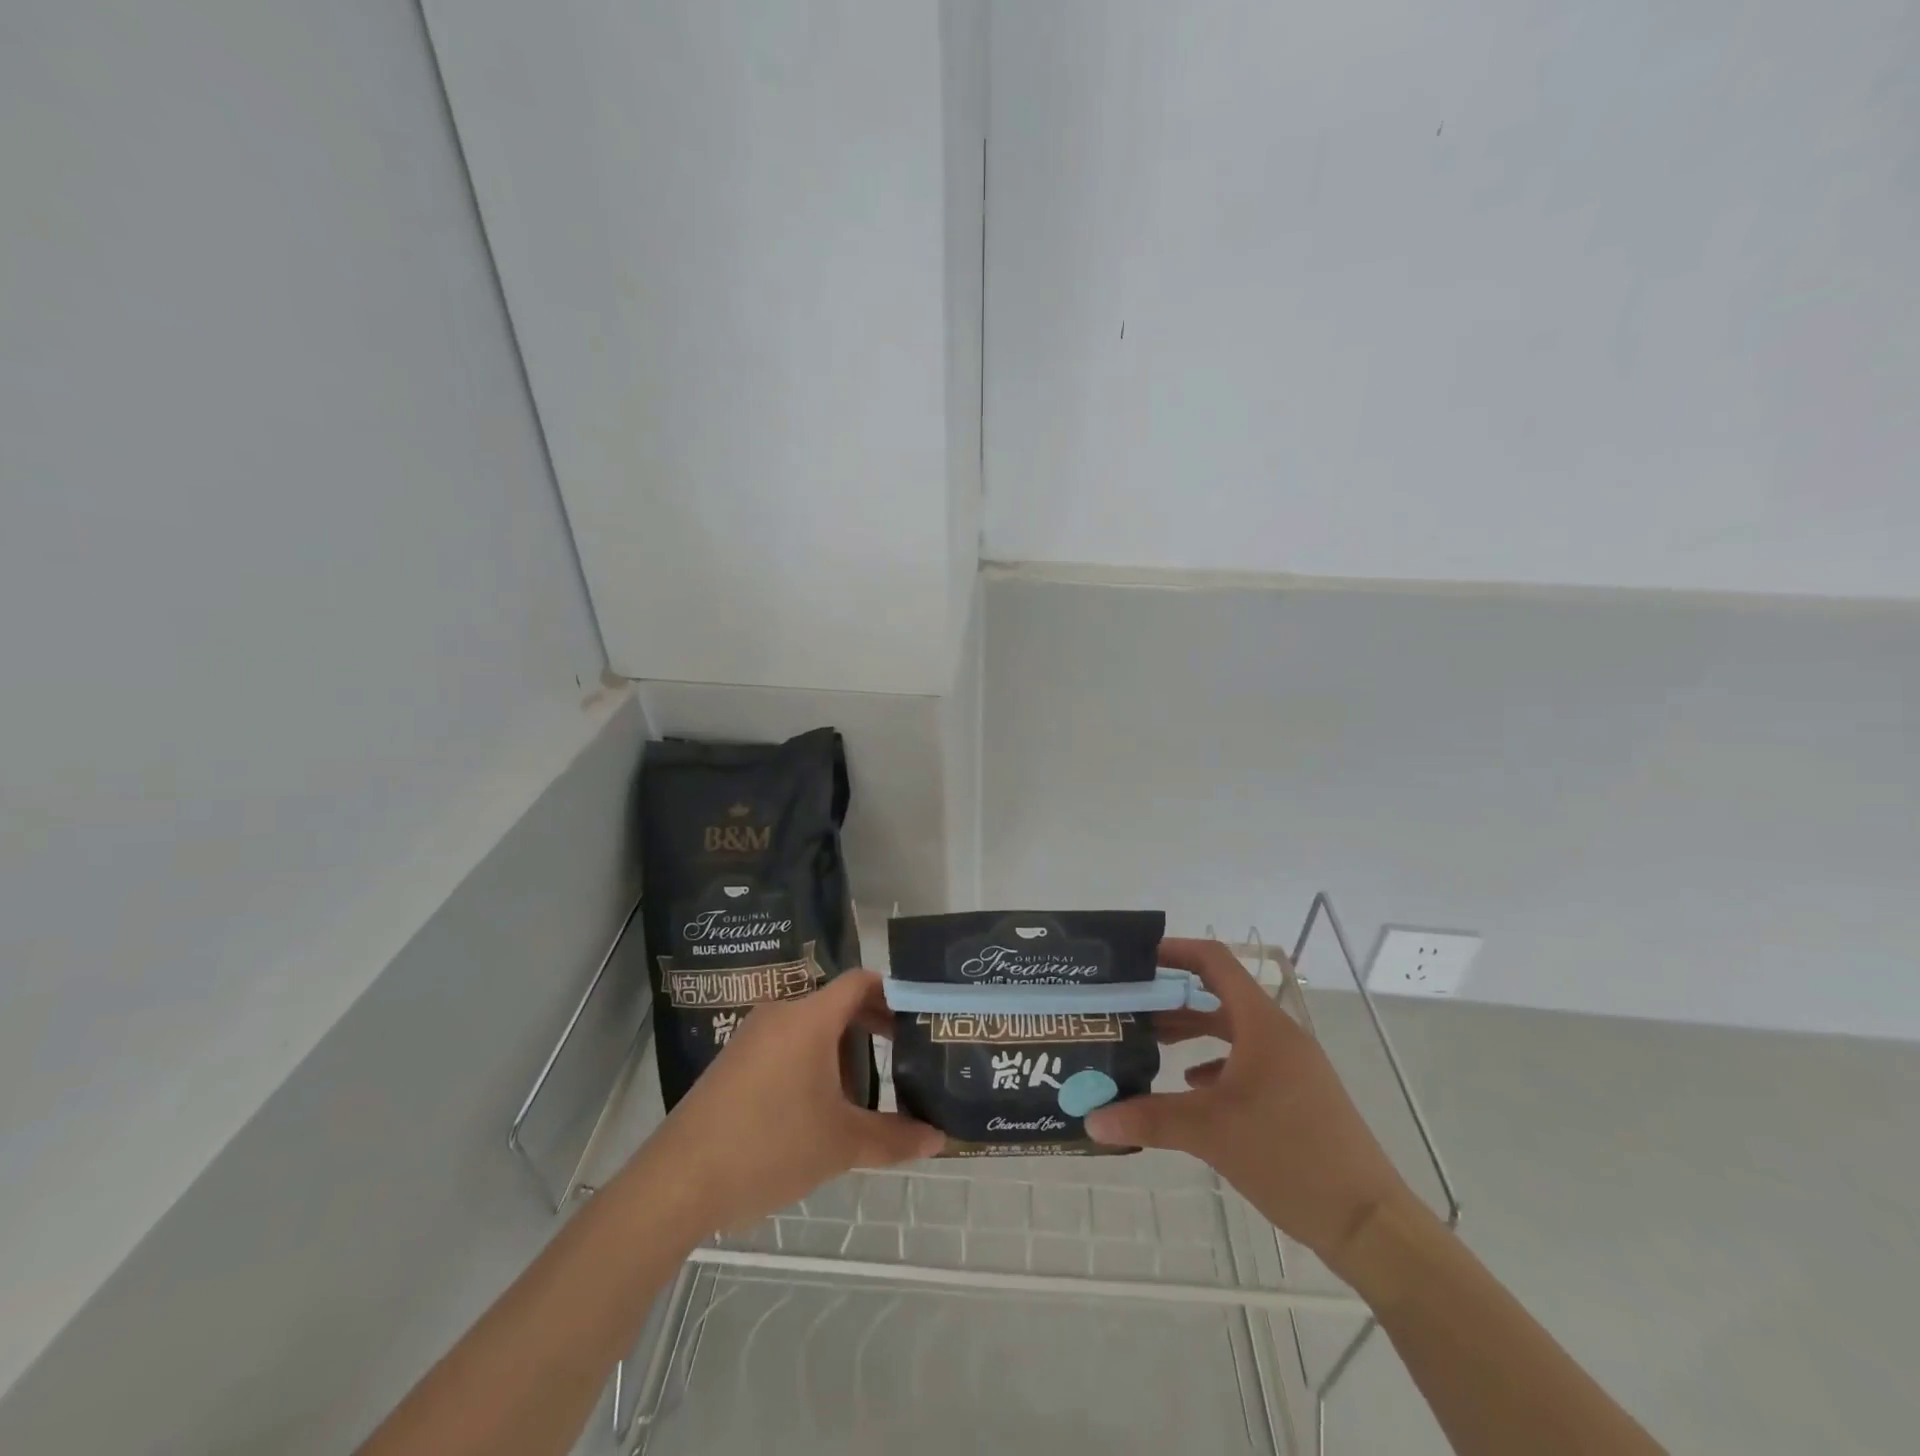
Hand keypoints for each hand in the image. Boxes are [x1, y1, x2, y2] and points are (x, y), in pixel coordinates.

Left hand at [643, 970, 943, 1231]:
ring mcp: (752, 1036)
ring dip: (842, 1051)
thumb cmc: (769, 1147)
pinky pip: (785, 1045)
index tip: (919, 1017)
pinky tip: (818, 1108)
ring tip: (863, 1094)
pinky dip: (812, 1062)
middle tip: (903, 1055)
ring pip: (811, 1028)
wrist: (678, 1182)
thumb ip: (894, 1137)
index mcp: (810, 1018)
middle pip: (837, 1004)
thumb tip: (939, 1138)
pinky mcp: (734, 1061)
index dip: (894, 992)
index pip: (860, 981)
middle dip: (872, 1026)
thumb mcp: (841, 1145)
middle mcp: (781, 1014)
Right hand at [1088, 938, 1412, 1272]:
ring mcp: (1292, 1066)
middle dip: (1173, 998)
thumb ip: (1148, 1118)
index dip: (1176, 951)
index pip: (1214, 962)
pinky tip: (1192, 1087)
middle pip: (1218, 996)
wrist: (1368, 1224)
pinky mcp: (1298, 1095)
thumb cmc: (1289, 1156)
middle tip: (1130, 1006)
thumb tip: (1091, 1119)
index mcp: (1262, 1025)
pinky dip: (1216, 1064)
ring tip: (1151, 1043)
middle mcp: (1278, 1035)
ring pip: (1233, 1031)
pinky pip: (1248, 1061)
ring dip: (1193, 1032)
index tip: (1136, 959)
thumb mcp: (1210, 1133)